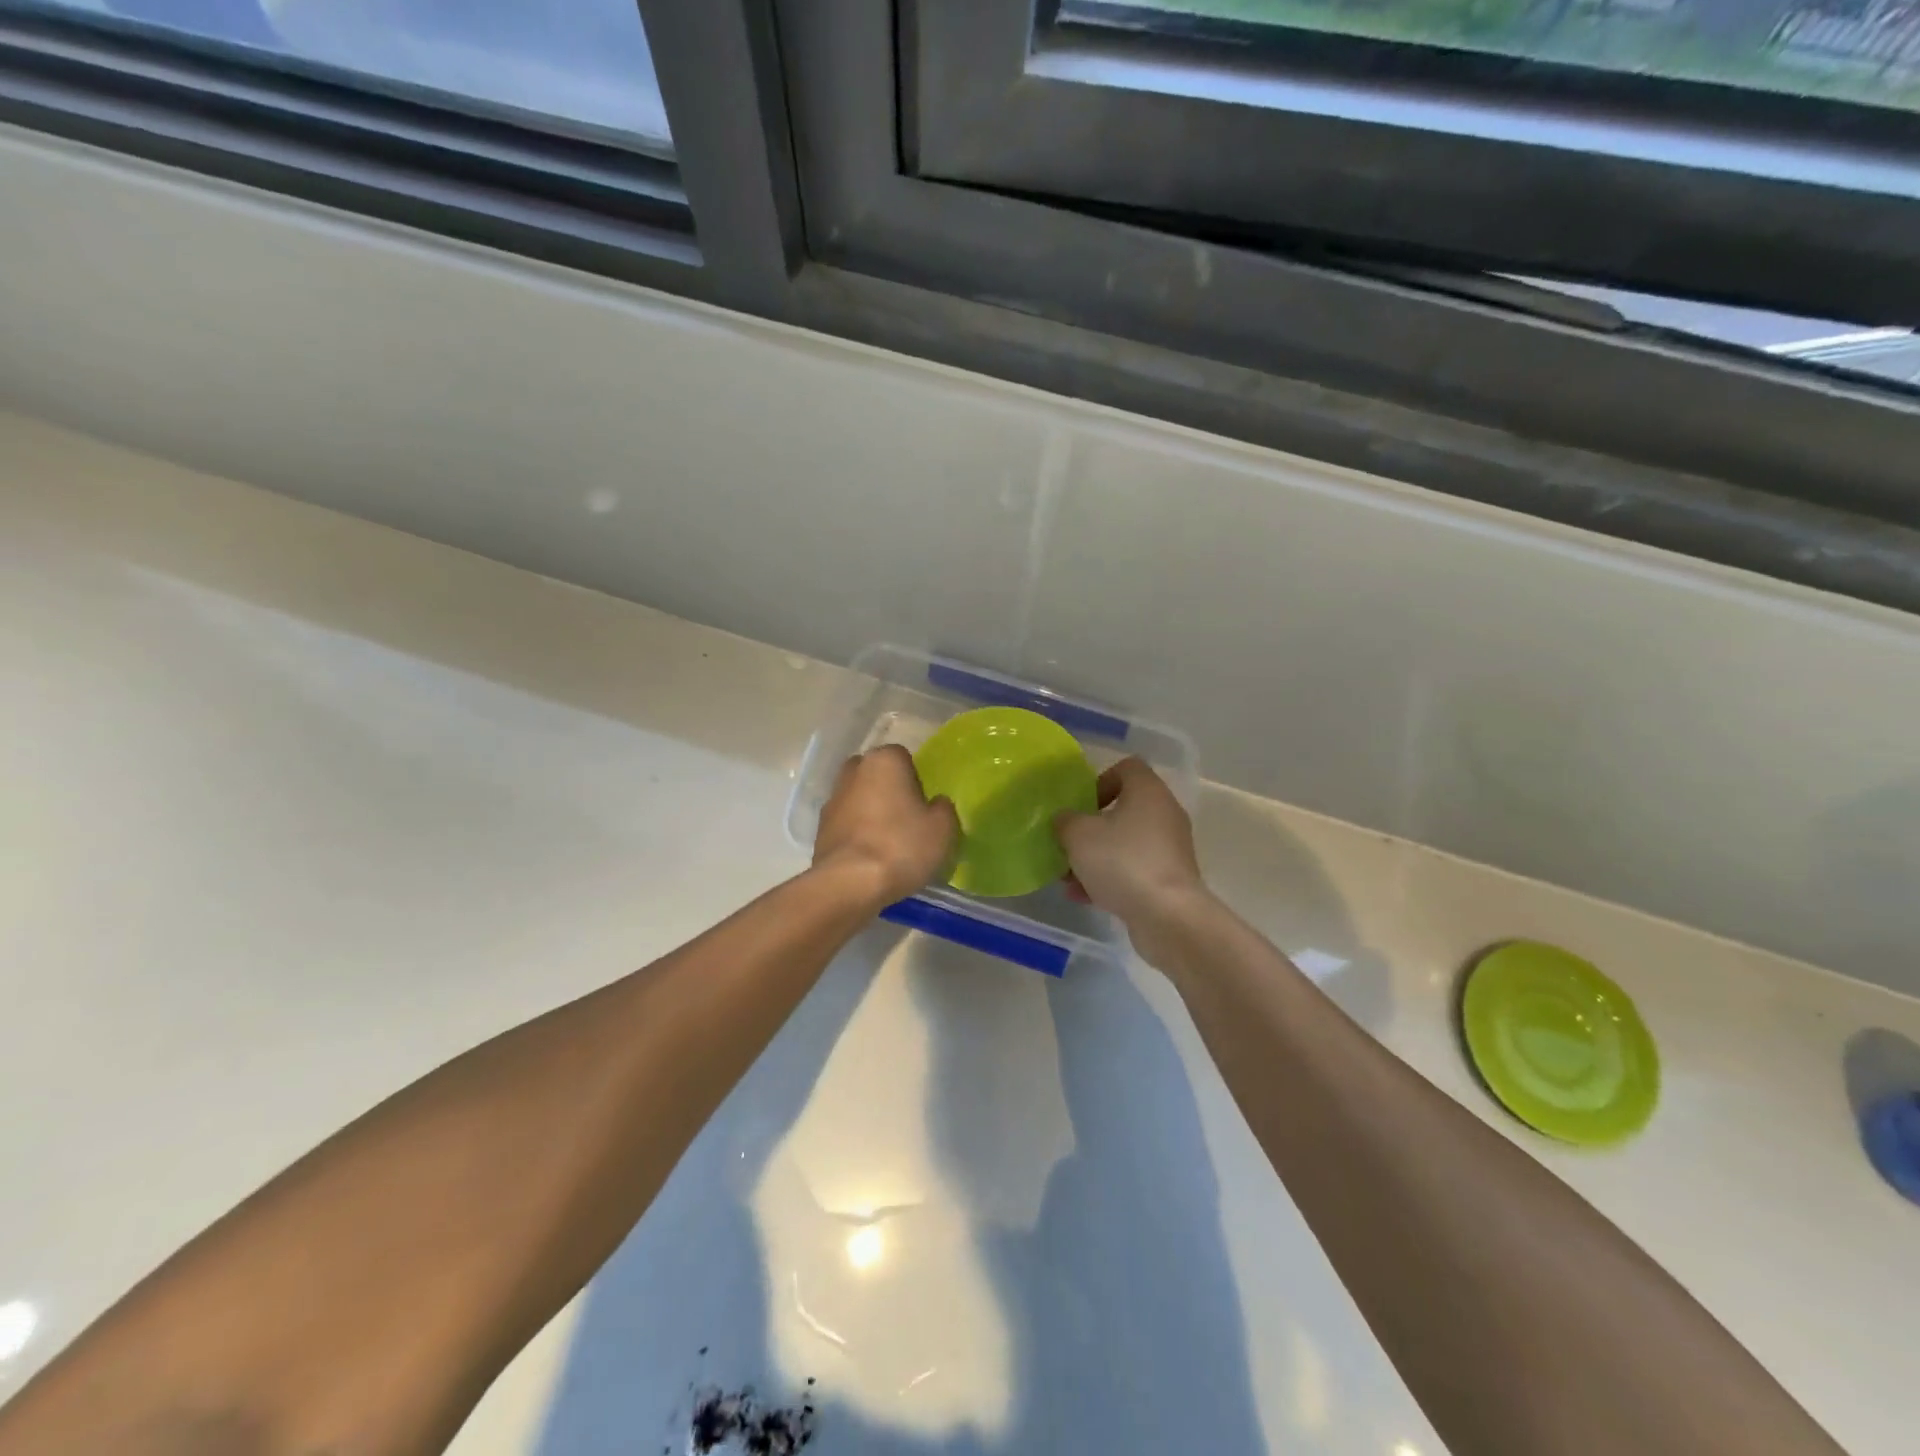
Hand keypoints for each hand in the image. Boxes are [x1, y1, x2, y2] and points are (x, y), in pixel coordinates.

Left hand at [813, 745, 959, 906]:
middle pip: (877, 775)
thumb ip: (943, 808)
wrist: (849, 883)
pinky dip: (857, 833)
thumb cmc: (901, 846)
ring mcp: (832, 799)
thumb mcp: (943, 829)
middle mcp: (853, 771)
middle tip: (907, 820)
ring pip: (859, 798)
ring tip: (889, 843)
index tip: (923, 806)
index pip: (904, 758)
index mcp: (883, 760)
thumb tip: (935, 804)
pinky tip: (870, 857)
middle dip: (890, 791)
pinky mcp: (820, 828)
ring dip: (871, 812)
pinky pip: (847, 823)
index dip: (916, 780)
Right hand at [1055, 758, 1211, 942]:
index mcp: (1148, 791)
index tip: (1081, 804)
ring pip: (1126, 843)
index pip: (1127, 767)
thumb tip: (1065, 820)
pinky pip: (1134, 870)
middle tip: (1069, 843)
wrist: (1167, 916)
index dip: (1100, 780)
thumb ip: (1065, 821)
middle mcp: (1165, 813)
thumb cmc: (1122, 861)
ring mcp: (1170, 848)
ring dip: (1096, 857)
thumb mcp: (1078, 835)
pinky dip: (1110, 878)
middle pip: (1123, 809)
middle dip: (1091, 827)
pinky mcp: (1170, 879)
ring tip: (1068, 877)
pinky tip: (1083, 897)